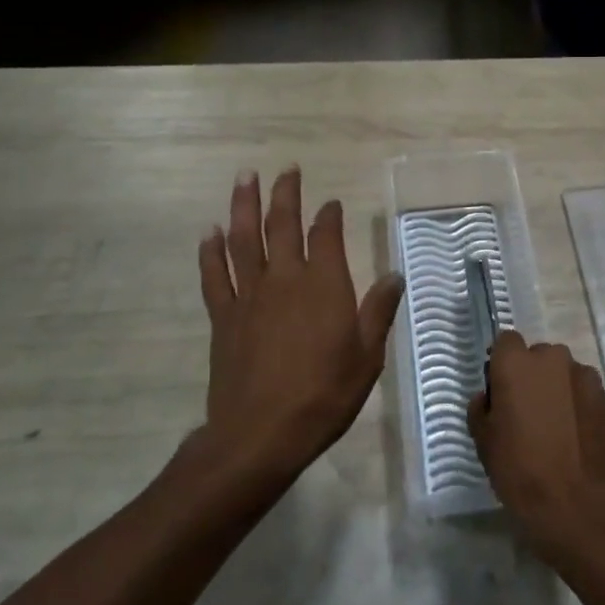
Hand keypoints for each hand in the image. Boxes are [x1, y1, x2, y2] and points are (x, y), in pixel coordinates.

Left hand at [197, 167, 403, 484]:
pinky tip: (209, 231)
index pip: (326, 235)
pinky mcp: (224, 316)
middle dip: (286, 193)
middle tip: (287, 169)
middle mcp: (285, 278)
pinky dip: (211, 251)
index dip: (329, 215)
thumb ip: (379, 311)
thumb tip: (394, 274)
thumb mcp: (367, 356)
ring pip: (244, 238)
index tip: (331, 204)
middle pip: (283, 224)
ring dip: (244, 205)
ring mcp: (250, 295)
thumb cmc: (323, 395)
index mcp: (324, 284)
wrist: (260, 435)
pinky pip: (215, 275)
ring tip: (245, 177)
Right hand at [470, 332, 604, 561]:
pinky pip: (586, 393)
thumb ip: (481, 408)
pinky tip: (577, 438)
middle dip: (533, 376)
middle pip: (538, 357)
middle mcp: (552, 358)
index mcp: (516, 362)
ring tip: (557, 428)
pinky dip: (580, 407)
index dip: (502, 364)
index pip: (506, 342)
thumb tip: (487, 398)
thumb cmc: (521, 471)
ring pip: (565, 374)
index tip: (502, 391)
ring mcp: (585, 376)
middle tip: (529, 413)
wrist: (579, 506)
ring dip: (559, 390)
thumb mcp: (484, 442)